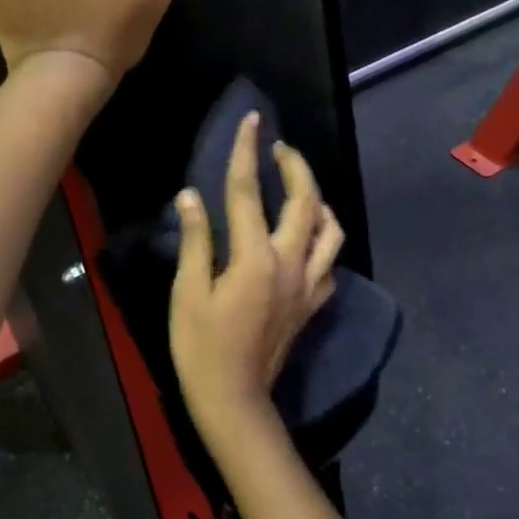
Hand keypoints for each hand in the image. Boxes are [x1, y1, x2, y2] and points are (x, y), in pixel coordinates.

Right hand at [170, 113, 345, 439]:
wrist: (234, 398)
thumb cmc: (201, 347)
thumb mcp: (188, 293)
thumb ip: (196, 241)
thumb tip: (191, 196)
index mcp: (255, 259)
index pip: (249, 193)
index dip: (248, 152)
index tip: (252, 120)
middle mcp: (291, 265)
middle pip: (305, 202)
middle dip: (296, 167)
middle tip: (280, 147)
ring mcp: (308, 286)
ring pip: (331, 230)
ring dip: (318, 200)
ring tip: (301, 188)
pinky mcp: (312, 305)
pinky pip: (330, 261)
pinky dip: (324, 239)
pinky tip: (308, 237)